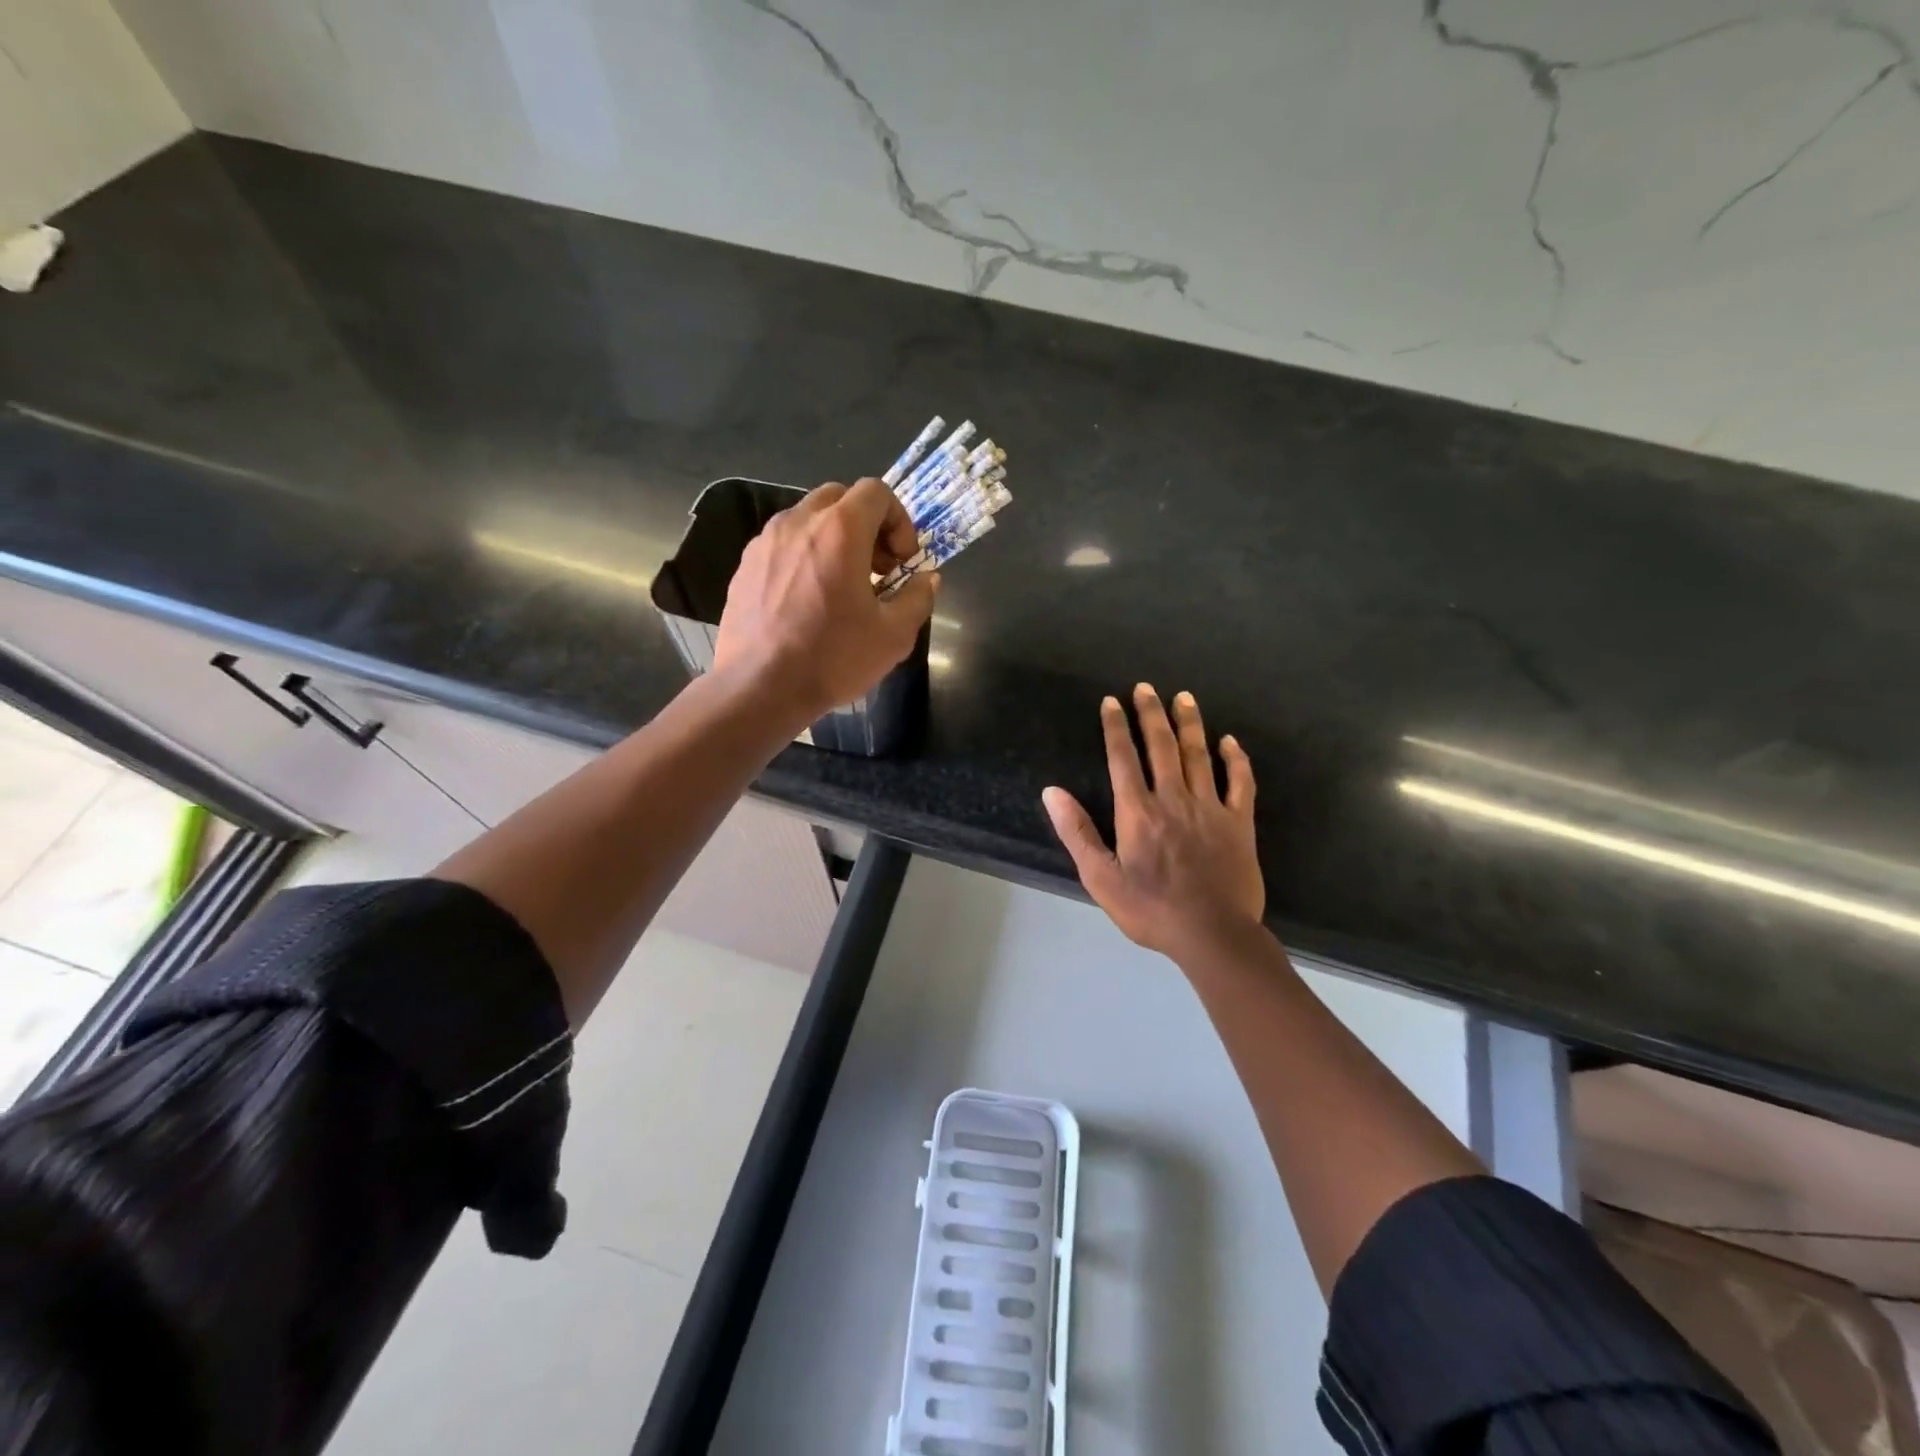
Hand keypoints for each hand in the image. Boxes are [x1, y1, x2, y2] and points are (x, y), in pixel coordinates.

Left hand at [713, 478, 937, 722]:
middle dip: (867, 525)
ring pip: (808, 519)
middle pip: (840, 497)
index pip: (876, 491)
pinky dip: (804, 556)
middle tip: (877, 569)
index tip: (902, 561)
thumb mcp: (894, 636)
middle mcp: (799, 522)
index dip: (899, 520)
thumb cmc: (833, 658)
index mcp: (839, 530)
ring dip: (834, 539)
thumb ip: (918, 598)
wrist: (759, 688)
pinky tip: (808, 601)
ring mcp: (765, 542)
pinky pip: (783, 544)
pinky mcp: (745, 565)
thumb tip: (927, 579)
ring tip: (841, 586)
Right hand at [1044, 685, 1263, 964]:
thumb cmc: (1150, 909)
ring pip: (1199, 755)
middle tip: (1146, 687)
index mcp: (1138, 811)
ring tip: (1184, 698)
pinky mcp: (1239, 823)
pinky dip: (1236, 760)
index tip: (1112, 701)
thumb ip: (1077, 832)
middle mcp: (1173, 799)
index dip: (1115, 727)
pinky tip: (1231, 742)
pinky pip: (1240, 783)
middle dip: (1151, 714)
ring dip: (1190, 724)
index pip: (1122, 758)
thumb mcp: (1100, 877)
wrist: (1212, 934)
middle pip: (1161, 746)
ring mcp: (1210, 808)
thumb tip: (1052, 792)